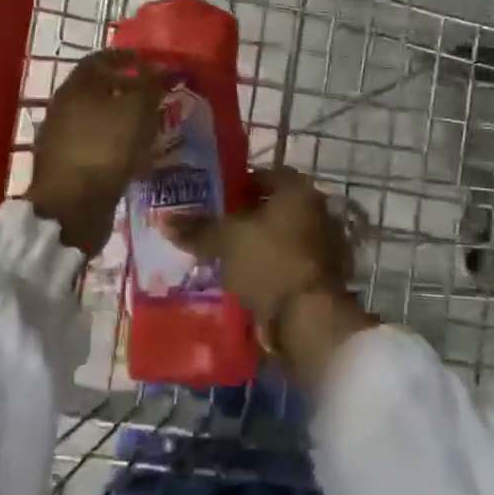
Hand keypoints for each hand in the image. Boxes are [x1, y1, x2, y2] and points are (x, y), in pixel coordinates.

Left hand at [28, 50, 164, 254]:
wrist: (72, 207)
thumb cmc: (106, 148)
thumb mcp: (137, 110)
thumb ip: (151, 85)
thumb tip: (163, 67)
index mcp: (76, 86)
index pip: (102, 59)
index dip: (128, 58)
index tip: (152, 64)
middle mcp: (63, 106)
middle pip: (99, 89)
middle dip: (128, 90)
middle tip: (156, 97)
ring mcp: (61, 137)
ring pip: (98, 118)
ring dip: (123, 119)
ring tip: (150, 127)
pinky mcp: (66, 165)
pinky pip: (96, 144)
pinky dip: (115, 143)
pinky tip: (134, 155)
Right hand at [185, 168, 375, 382]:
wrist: (311, 319)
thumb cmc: (269, 262)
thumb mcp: (226, 241)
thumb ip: (198, 228)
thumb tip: (165, 221)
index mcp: (298, 190)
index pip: (264, 175)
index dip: (237, 185)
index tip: (214, 199)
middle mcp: (319, 210)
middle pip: (275, 207)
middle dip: (247, 217)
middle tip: (217, 229)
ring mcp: (328, 245)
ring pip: (283, 237)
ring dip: (260, 245)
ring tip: (228, 258)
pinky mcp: (327, 276)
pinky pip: (291, 263)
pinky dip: (272, 268)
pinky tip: (249, 281)